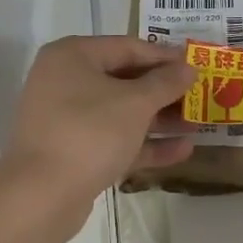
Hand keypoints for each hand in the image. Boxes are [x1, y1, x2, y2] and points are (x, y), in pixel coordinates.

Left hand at [0, 35, 197, 232]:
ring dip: (159, 119)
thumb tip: (188, 67)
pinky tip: (182, 151)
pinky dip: (144, 143)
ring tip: (199, 123)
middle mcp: (65, 81)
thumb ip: (165, 83)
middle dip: (164, 91)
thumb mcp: (135, 103)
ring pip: (120, 112)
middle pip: (124, 80)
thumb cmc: (89, 133)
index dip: (165, 56)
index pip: (127, 47)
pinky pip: (113, 139)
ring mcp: (66, 118)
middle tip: (201, 95)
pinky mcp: (73, 151)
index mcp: (72, 56)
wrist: (40, 195)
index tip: (198, 64)